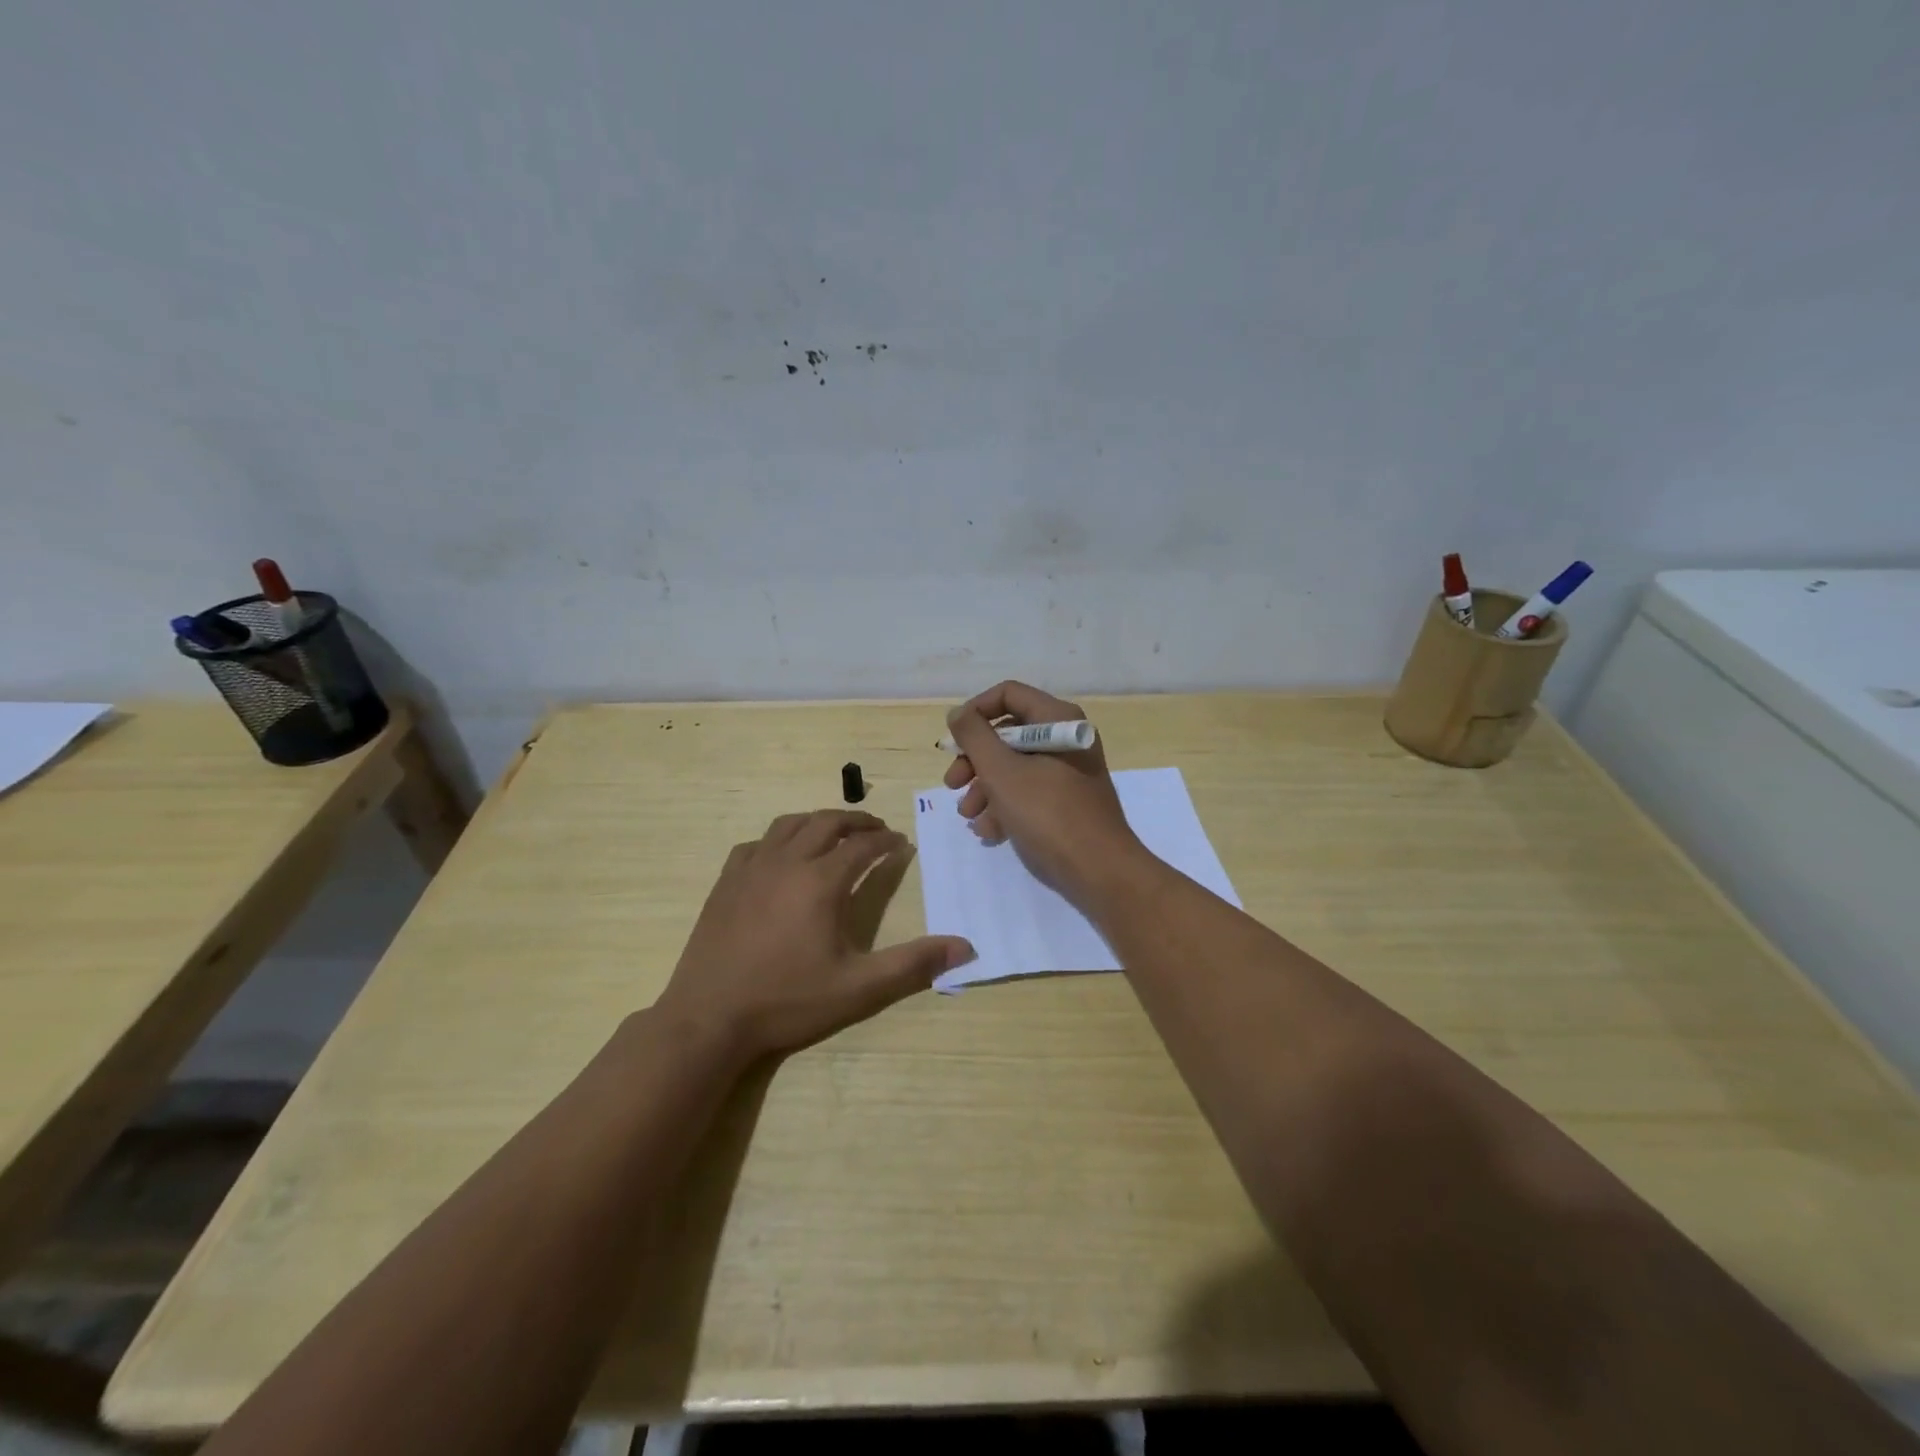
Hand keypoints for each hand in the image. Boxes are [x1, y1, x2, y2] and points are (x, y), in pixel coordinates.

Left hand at [655, 810, 972, 1061]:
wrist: (709, 1018)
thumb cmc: (787, 1001)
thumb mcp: (859, 988)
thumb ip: (913, 964)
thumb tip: (965, 947)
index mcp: (821, 881)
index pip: (863, 846)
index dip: (886, 841)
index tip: (901, 843)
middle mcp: (786, 862)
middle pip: (826, 823)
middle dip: (856, 821)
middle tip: (875, 829)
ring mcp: (751, 869)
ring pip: (788, 825)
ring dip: (817, 822)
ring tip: (833, 833)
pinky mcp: (725, 883)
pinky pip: (755, 845)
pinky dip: (777, 840)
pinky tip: (780, 857)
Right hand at [943, 681, 1147, 905]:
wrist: (1099, 871)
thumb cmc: (1048, 814)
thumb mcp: (1002, 772)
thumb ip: (974, 737)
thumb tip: (958, 713)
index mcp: (1057, 720)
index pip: (1008, 695)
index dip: (975, 712)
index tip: (953, 741)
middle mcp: (1065, 738)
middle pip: (1007, 733)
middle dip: (975, 760)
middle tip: (953, 784)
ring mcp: (1068, 771)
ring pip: (1014, 766)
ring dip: (985, 788)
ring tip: (969, 816)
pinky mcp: (1067, 801)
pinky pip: (1029, 791)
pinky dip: (1005, 806)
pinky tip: (989, 831)